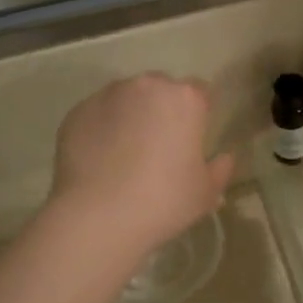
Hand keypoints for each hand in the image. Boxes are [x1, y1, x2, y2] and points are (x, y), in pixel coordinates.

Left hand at [48, 75, 235, 258]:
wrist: (97, 216)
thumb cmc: (163, 201)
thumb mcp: (205, 193)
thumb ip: (220, 170)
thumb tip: (225, 157)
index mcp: (184, 99)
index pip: (200, 92)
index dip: (198, 115)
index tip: (192, 140)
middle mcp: (146, 86)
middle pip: (161, 90)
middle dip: (162, 111)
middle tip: (159, 148)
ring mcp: (107, 96)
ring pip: (126, 99)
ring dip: (130, 116)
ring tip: (125, 155)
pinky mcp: (77, 112)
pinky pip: (98, 115)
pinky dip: (102, 129)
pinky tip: (100, 160)